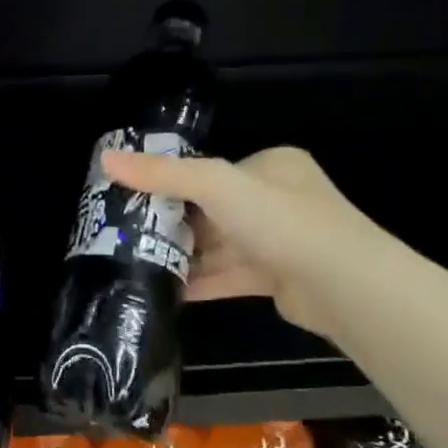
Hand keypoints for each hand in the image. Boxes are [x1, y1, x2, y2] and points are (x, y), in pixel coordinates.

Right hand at [100, 145, 386, 339]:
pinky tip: (166, 289)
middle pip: (212, 209)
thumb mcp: (214, 184)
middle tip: (127, 233)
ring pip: (219, 245)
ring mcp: (280, 241)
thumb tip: (105, 159)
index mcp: (271, 166)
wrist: (342, 285)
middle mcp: (278, 200)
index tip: (133, 198)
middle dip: (174, 223)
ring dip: (184, 255)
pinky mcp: (277, 278)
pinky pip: (229, 275)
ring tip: (137, 262)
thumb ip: (161, 173)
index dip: (172, 183)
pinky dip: (201, 280)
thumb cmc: (280, 220)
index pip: (212, 171)